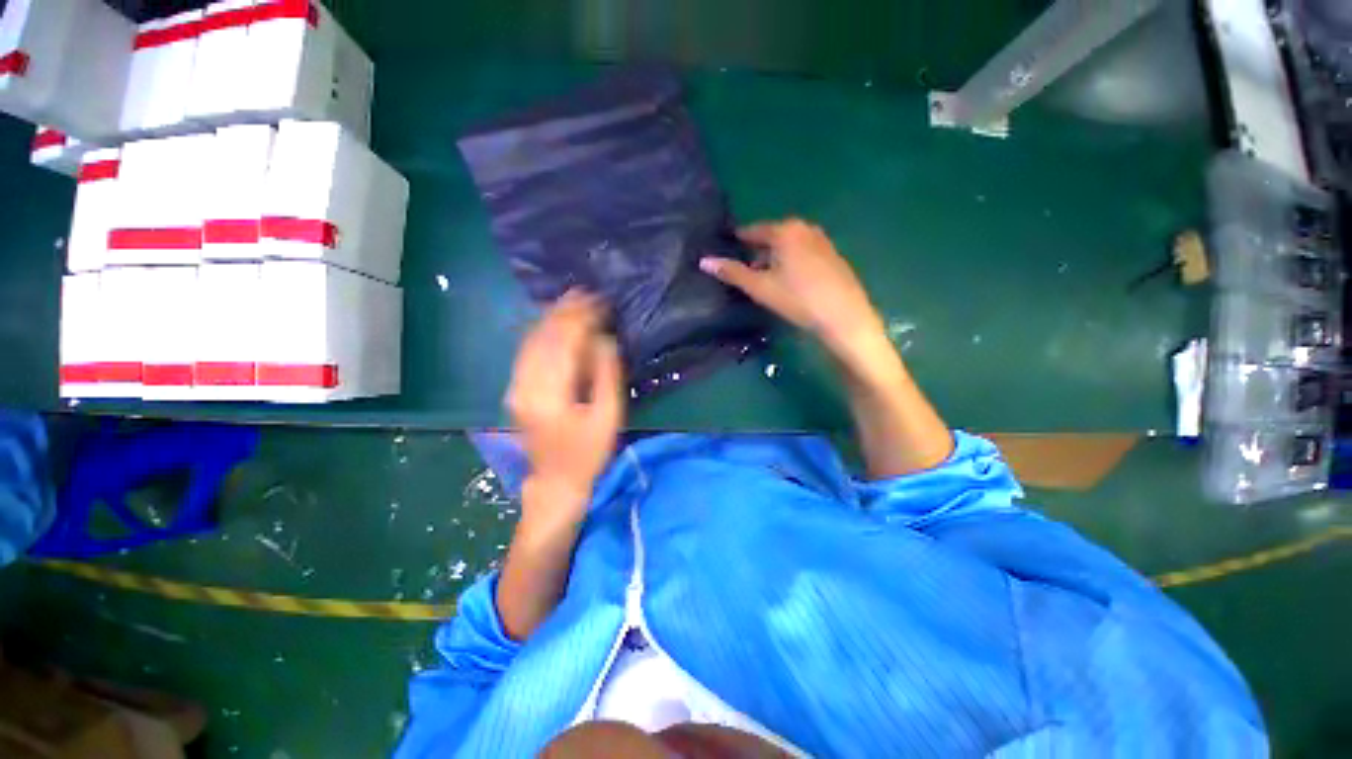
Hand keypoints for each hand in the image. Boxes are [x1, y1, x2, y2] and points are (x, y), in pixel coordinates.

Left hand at [506, 290, 623, 520]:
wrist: (556, 481)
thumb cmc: (588, 452)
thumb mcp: (608, 416)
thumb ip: (606, 375)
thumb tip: (603, 339)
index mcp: (551, 394)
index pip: (565, 343)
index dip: (582, 318)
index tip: (599, 301)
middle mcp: (526, 385)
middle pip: (545, 337)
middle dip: (566, 312)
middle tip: (586, 293)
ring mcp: (517, 387)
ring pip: (531, 341)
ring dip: (551, 318)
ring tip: (571, 300)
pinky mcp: (516, 390)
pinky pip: (526, 352)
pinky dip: (540, 332)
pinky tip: (552, 322)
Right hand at [700, 219, 886, 363]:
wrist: (843, 316)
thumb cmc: (797, 299)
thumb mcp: (760, 287)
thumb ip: (732, 272)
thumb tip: (704, 261)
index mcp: (785, 231)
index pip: (753, 231)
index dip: (738, 241)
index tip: (727, 248)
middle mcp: (805, 228)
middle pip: (772, 237)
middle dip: (757, 252)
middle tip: (745, 270)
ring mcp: (823, 241)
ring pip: (789, 246)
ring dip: (775, 258)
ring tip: (766, 279)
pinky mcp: (833, 256)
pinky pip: (804, 253)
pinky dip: (792, 262)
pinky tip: (791, 282)